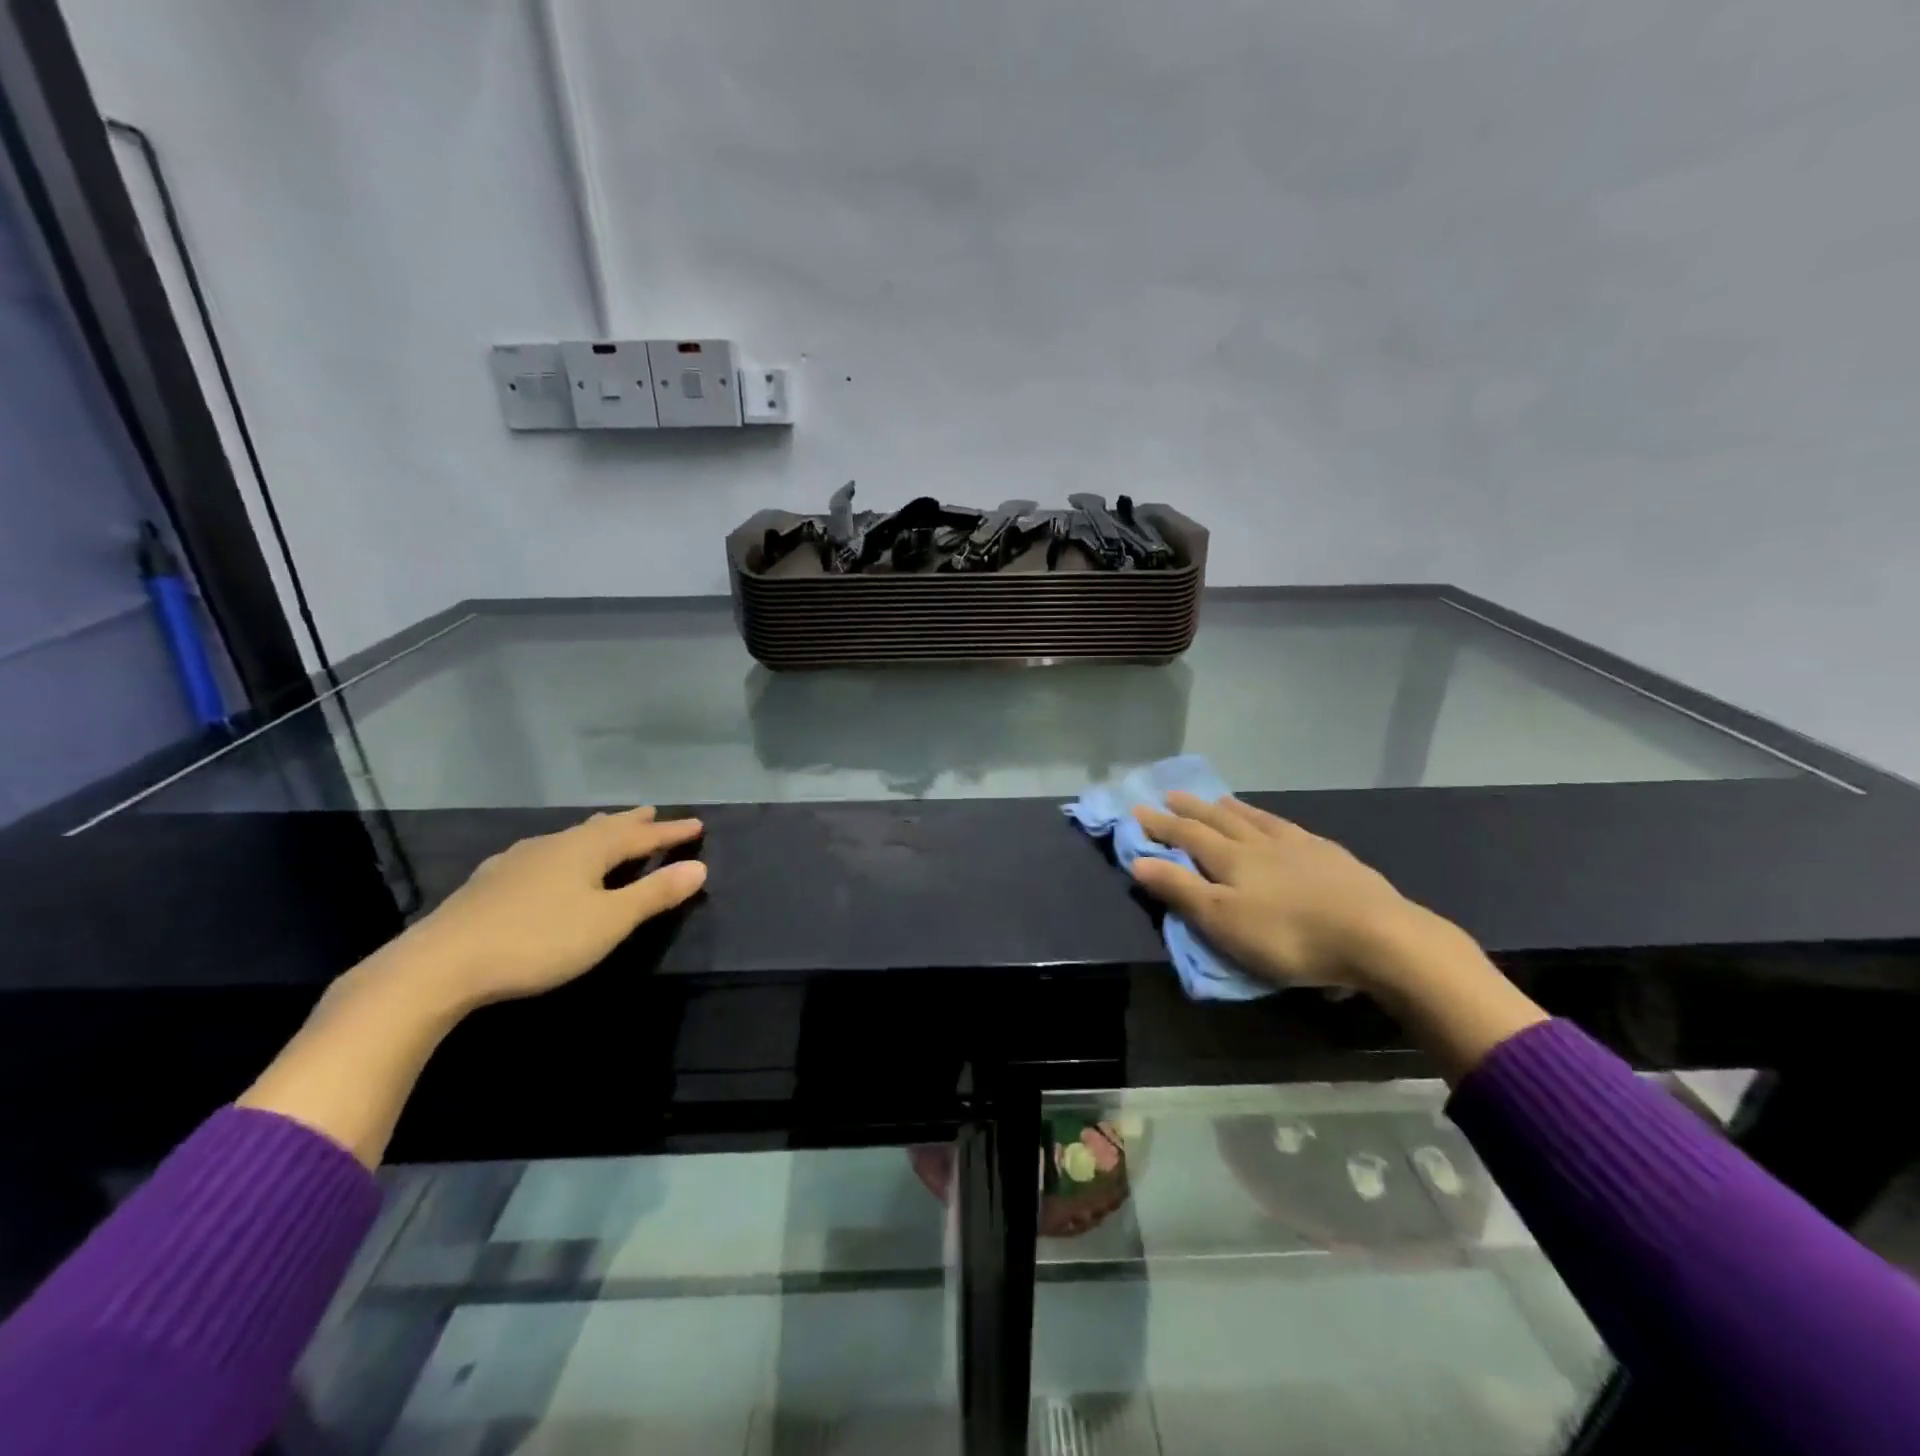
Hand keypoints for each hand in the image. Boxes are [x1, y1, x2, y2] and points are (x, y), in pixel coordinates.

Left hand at [385, 807, 706, 1013]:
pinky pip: (543, 853)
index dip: (670, 832)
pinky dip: (563, 850)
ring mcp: (518, 860)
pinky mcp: (491, 881)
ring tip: (607, 826)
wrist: (441, 964)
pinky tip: (548, 860)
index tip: (697, 824)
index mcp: (587, 850)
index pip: (640, 836)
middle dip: (632, 823)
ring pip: (570, 837)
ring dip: (596, 831)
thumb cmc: (539, 940)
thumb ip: (654, 894)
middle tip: (653, 813)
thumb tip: (699, 867)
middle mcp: (555, 844)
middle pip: (603, 828)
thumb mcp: (609, 921)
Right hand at [1130, 792, 1430, 991]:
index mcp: (1232, 859)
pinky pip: (1292, 829)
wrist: (1378, 937)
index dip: (1160, 824)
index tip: (1137, 809)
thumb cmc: (1289, 936)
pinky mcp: (1333, 858)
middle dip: (1192, 809)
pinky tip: (1281, 825)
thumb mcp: (1223, 920)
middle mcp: (1262, 844)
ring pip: (1257, 820)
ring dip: (1232, 809)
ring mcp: (1301, 847)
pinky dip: (1274, 821)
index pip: (1187, 835)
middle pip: (1220, 821)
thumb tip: (1138, 859)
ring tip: (1219, 800)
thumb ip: (1180, 889)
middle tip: (1171, 794)